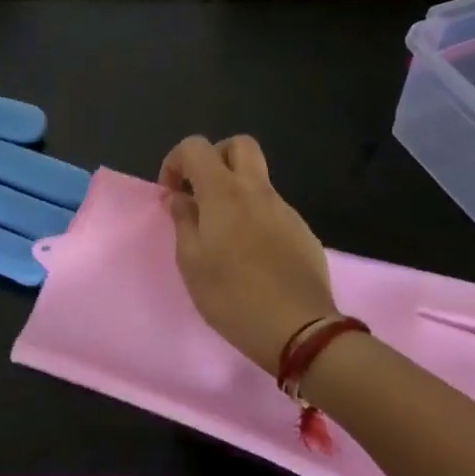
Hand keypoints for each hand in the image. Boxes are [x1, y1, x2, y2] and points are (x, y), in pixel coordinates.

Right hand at [160, 135, 337, 373]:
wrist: (300, 330)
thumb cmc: (233, 296)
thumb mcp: (192, 263)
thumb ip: (183, 222)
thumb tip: (180, 198)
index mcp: (224, 192)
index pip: (196, 146)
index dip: (176, 161)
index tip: (171, 194)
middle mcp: (257, 190)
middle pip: (239, 145)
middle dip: (215, 158)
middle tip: (202, 192)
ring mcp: (285, 210)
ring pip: (258, 180)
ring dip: (236, 191)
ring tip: (223, 234)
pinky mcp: (303, 232)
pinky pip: (273, 209)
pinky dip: (256, 217)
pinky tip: (252, 256)